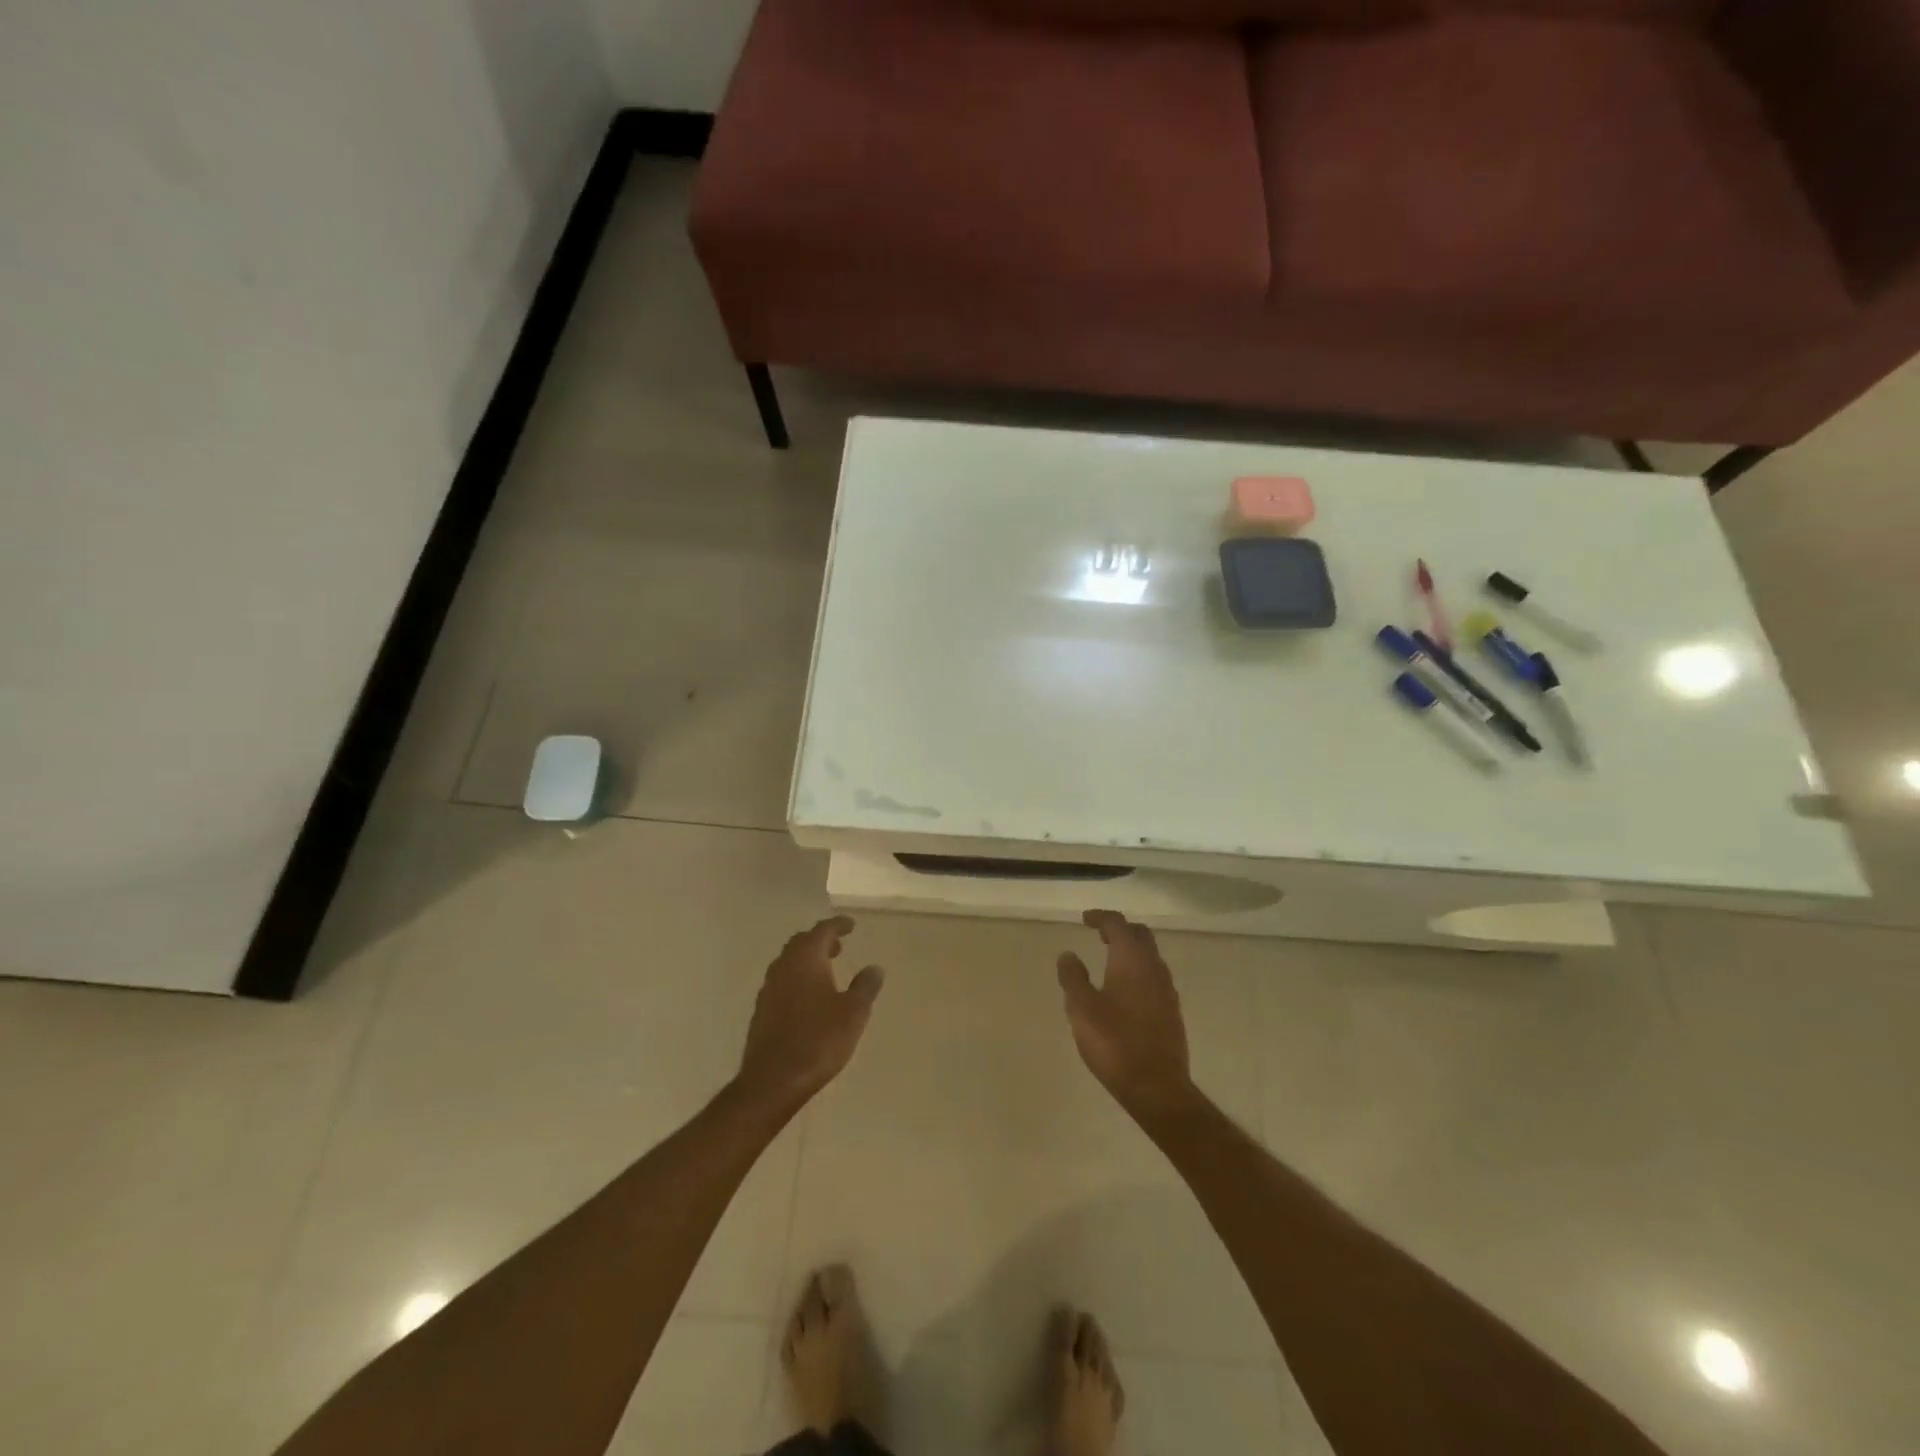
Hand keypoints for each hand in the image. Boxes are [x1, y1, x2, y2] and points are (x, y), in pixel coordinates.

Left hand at [737, 916, 883, 1112]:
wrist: (773, 1080)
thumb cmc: (819, 1040)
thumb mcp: (853, 1013)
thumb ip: (865, 986)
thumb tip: (874, 967)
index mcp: (805, 959)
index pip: (822, 931)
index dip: (837, 925)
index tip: (850, 925)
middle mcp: (783, 967)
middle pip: (801, 943)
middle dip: (820, 940)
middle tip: (838, 945)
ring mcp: (768, 989)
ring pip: (789, 963)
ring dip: (807, 960)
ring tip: (826, 970)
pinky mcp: (761, 1012)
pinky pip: (782, 983)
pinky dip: (797, 980)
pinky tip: (808, 998)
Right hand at [1057, 910, 1193, 1117]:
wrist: (1157, 1088)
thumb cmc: (1114, 1043)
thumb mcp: (1082, 1008)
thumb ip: (1073, 977)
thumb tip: (1068, 954)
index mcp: (1132, 960)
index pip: (1118, 924)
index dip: (1101, 918)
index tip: (1085, 919)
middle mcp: (1154, 968)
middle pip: (1140, 935)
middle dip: (1120, 929)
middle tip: (1099, 934)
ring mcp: (1167, 990)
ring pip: (1150, 956)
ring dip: (1131, 950)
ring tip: (1110, 959)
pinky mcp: (1172, 1012)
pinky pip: (1155, 977)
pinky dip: (1139, 971)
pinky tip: (1125, 989)